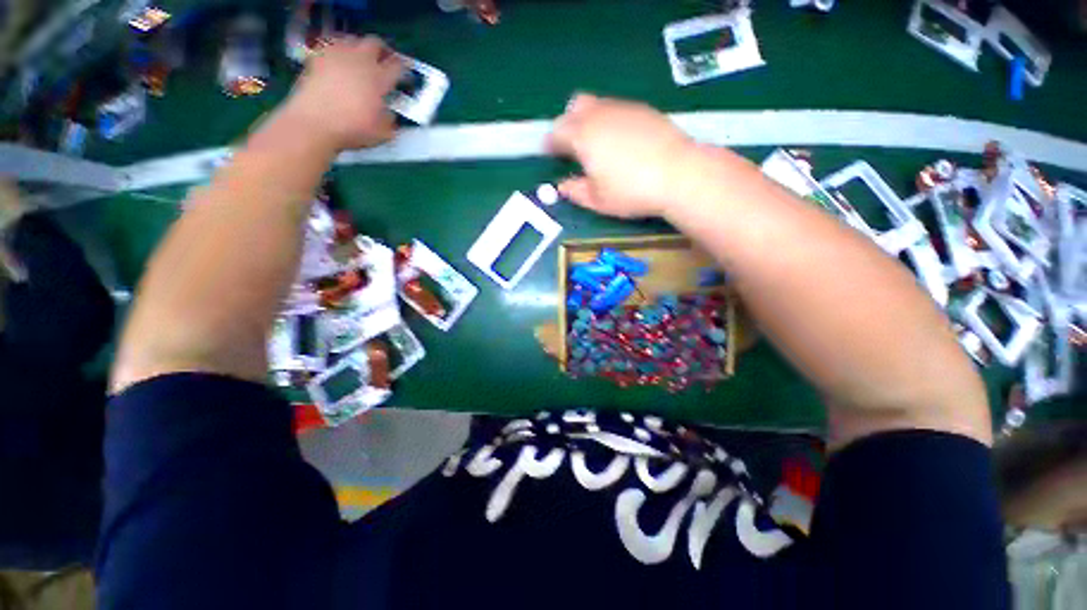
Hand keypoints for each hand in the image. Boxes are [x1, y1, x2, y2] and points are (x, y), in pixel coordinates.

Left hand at [282, 36, 403, 149]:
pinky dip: (338, 51)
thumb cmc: (352, 129)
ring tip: (359, 61)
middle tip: (382, 61)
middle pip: (375, 43)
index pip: (397, 66)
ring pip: (353, 39)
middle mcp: (360, 61)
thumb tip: (390, 113)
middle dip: (381, 50)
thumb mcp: (382, 133)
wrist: (315, 122)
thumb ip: (390, 120)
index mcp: (379, 79)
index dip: (402, 69)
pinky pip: (331, 45)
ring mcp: (338, 55)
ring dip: (359, 48)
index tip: (403, 75)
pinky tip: (338, 63)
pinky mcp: (318, 56)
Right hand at [547, 94, 697, 217]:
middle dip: (568, 123)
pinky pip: (618, 109)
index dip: (550, 142)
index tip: (549, 152)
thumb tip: (562, 186)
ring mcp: (623, 108)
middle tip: (571, 145)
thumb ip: (575, 191)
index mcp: (583, 136)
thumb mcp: (597, 200)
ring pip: (597, 105)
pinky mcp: (644, 110)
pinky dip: (610, 120)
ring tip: (596, 144)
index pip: (557, 131)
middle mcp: (600, 115)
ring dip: (589, 120)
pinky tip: (621, 141)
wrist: (678, 174)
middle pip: (575, 107)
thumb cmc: (631, 191)